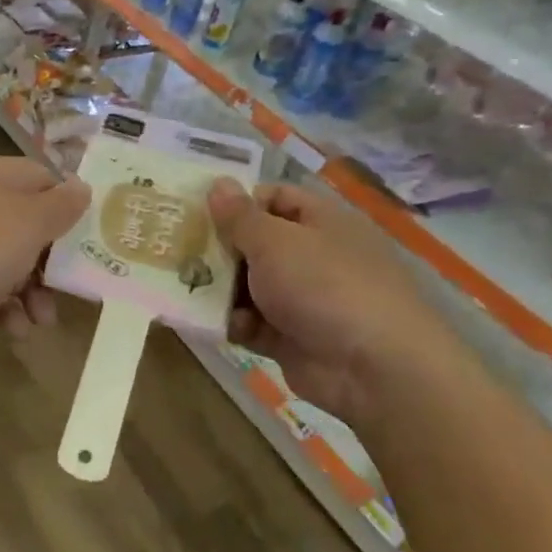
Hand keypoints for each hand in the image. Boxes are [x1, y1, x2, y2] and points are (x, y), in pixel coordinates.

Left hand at [0, 157, 88, 346]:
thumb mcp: (30, 222)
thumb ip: (61, 205)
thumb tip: (82, 187)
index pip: (46, 179)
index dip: (71, 208)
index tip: (93, 240)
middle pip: (29, 225)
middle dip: (53, 263)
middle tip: (72, 291)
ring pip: (8, 261)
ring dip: (31, 292)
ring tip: (40, 321)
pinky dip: (1, 306)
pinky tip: (9, 328)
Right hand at [207, 177, 481, 432]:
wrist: (373, 368)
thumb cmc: (323, 285)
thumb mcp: (274, 241)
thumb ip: (239, 216)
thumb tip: (219, 183)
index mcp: (319, 221)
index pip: (272, 198)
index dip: (236, 201)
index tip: (197, 212)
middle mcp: (312, 255)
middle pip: (255, 242)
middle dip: (219, 248)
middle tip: (177, 250)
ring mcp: (304, 299)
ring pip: (249, 284)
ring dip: (221, 288)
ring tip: (186, 288)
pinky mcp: (292, 337)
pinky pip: (253, 322)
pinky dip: (234, 322)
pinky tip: (215, 324)